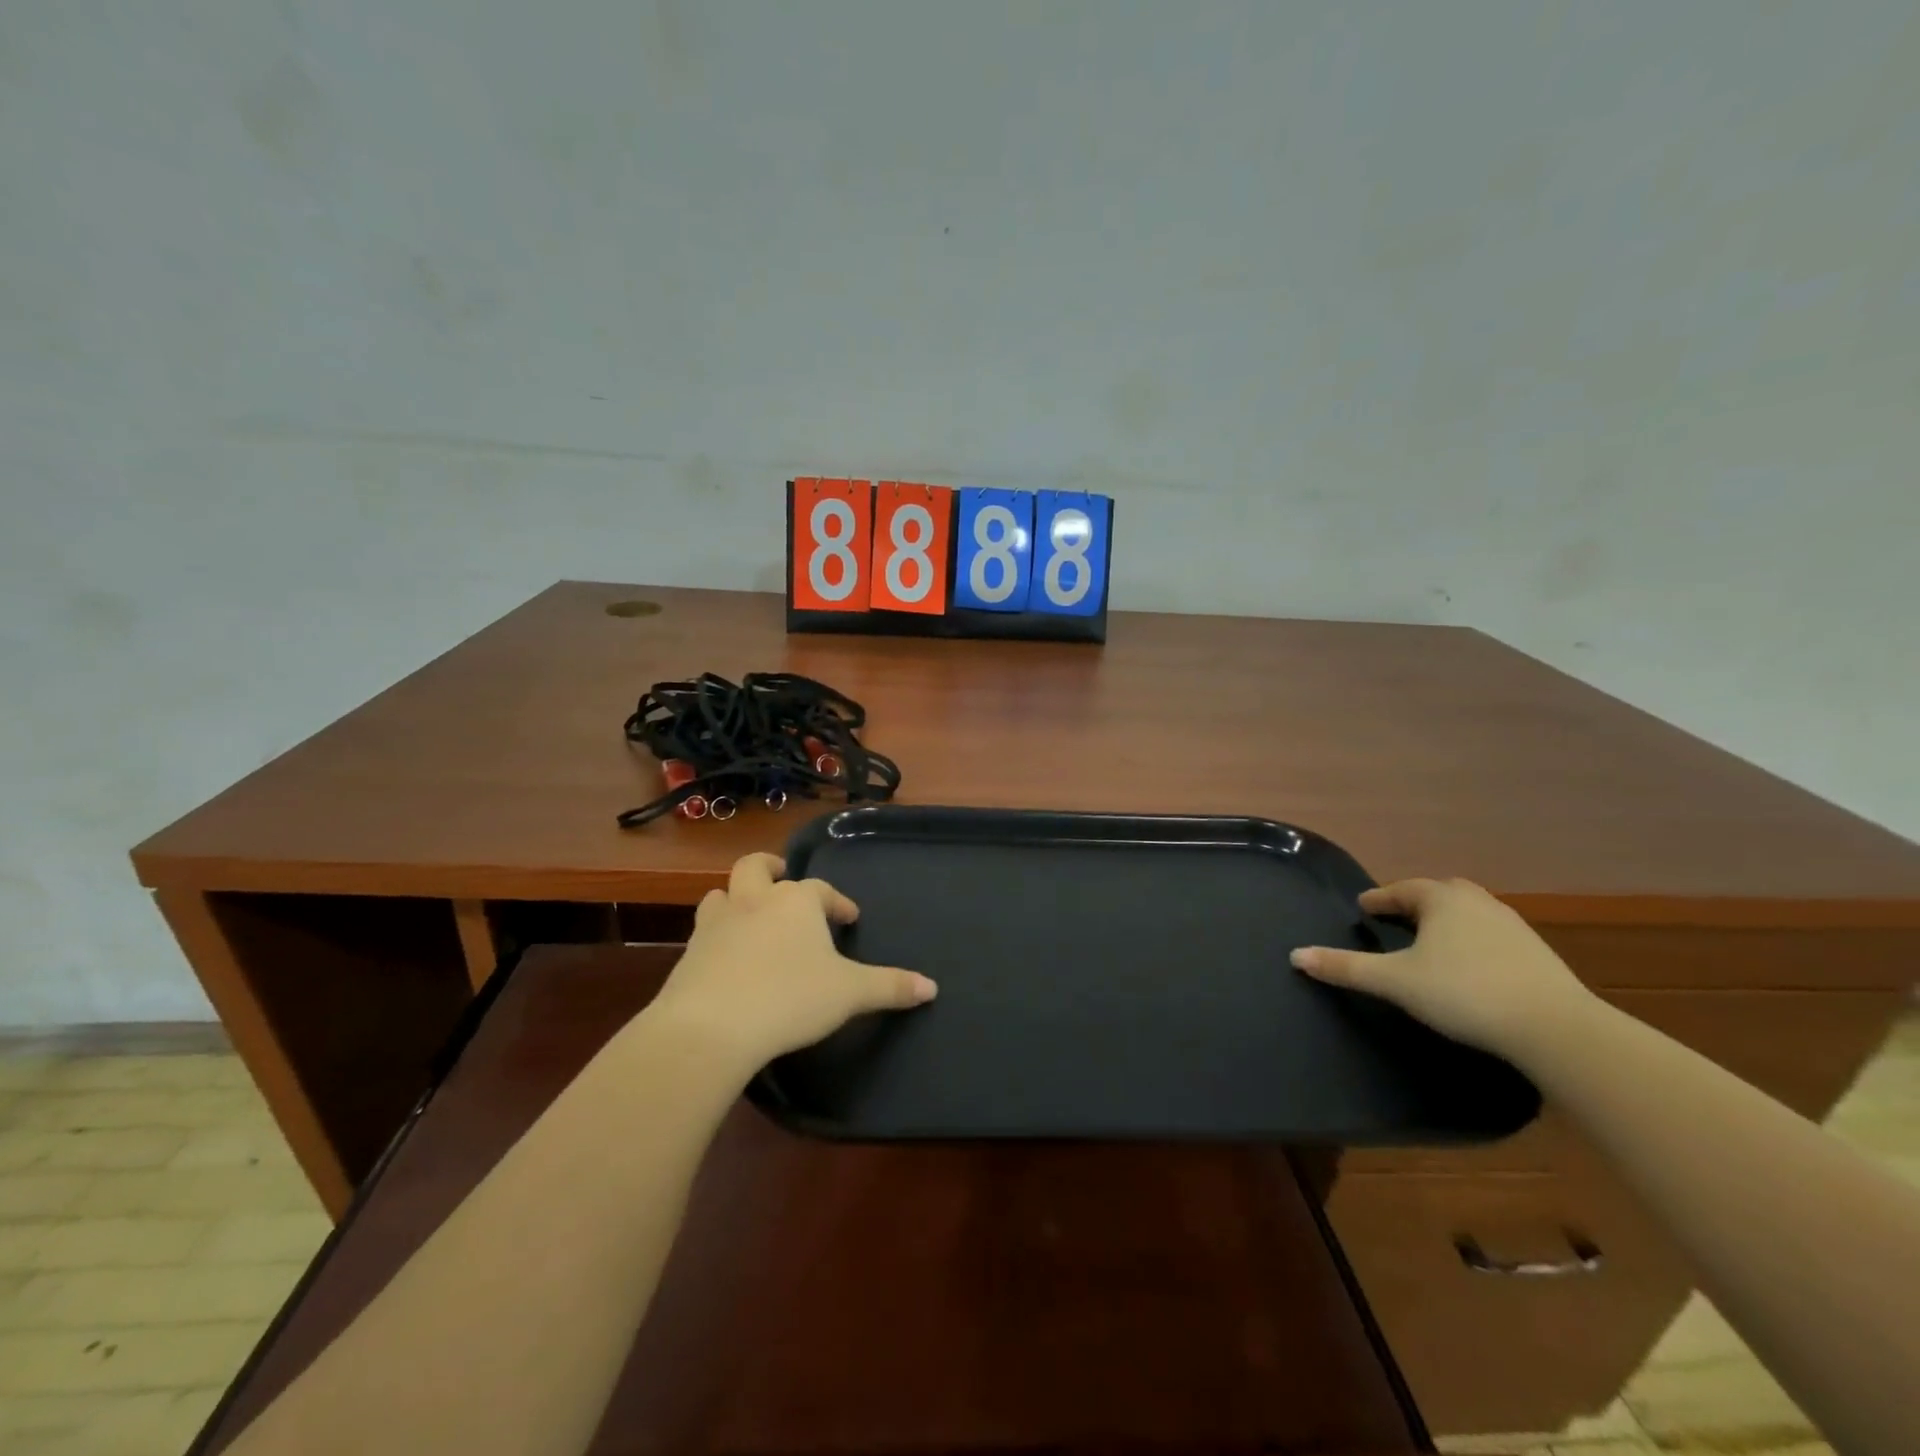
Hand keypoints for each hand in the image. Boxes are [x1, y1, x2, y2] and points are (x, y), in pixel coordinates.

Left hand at [648, 852, 936, 1071]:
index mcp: (796, 902)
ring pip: (721, 894)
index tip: (848, 918)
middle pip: (756, 867)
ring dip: (736, 899)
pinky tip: (728, 960)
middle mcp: (754, 901)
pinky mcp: (689, 954)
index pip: (821, 890)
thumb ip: (891, 987)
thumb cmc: (790, 998)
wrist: (711, 1027)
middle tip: (782, 882)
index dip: (837, 902)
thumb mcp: (850, 994)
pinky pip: (703, 933)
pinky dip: (717, 937)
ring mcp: (717, 924)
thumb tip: (933, 988)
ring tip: (751, 917)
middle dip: (770, 869)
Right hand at [1290, 878, 1595, 1059]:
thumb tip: (1295, 955)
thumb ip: (1346, 967)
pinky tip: (1470, 966)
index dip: (1379, 899)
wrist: (1555, 1028)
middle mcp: (1477, 903)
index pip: (1401, 890)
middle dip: (1416, 903)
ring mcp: (1512, 927)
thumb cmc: (1463, 993)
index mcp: (1441, 899)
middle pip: (1439, 894)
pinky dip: (1473, 942)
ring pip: (1469, 914)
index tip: (1364, 908)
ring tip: (1432, 942)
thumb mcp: (1395, 981)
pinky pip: (1493, 936)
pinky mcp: (1538, 955)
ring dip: (1447, 922)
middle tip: (1397, 919)